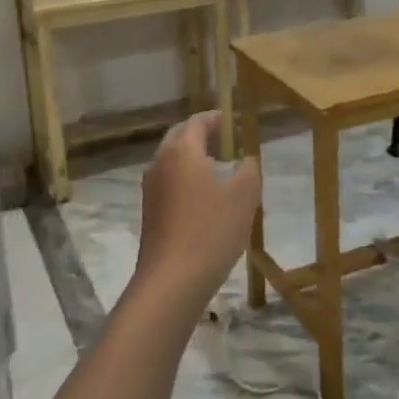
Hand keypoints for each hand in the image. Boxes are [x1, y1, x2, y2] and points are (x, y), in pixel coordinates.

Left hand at [134, 113, 259, 309]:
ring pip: (172, 161)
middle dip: (203, 135)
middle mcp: (160, 162)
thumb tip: (246, 159)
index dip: (218, 118)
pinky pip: (169, 182)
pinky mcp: (149, 211)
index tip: (236, 122)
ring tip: (222, 171)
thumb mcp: (244, 195)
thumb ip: (249, 168)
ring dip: (194, 158)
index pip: (197, 121)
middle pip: (180, 137)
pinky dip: (186, 179)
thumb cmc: (211, 229)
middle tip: (229, 143)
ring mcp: (150, 188)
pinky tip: (206, 199)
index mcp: (181, 150)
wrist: (172, 280)